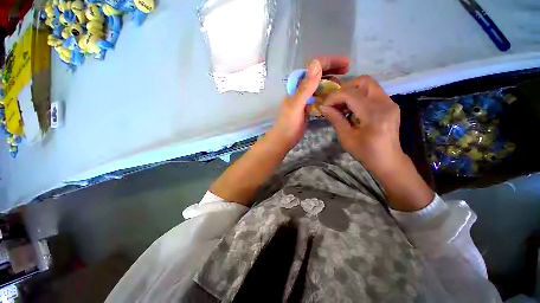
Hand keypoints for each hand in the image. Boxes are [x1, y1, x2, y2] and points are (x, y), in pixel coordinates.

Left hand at [268, 56, 350, 150]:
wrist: (283, 139)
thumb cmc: (288, 124)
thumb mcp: (296, 105)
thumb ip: (305, 87)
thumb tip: (316, 63)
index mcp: (297, 85)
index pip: (314, 67)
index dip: (330, 62)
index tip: (346, 63)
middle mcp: (302, 89)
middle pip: (318, 74)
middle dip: (333, 70)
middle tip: (348, 71)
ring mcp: (306, 98)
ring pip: (321, 86)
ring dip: (332, 83)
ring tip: (344, 87)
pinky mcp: (308, 107)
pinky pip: (320, 97)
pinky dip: (329, 95)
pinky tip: (337, 98)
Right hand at [320, 76, 403, 174]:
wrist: (388, 159)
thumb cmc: (365, 152)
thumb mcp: (346, 137)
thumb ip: (335, 119)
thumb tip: (324, 107)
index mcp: (373, 114)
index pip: (351, 94)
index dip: (334, 97)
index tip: (325, 106)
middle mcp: (385, 103)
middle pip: (363, 81)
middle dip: (345, 90)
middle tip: (337, 104)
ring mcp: (390, 102)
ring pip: (368, 85)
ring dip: (352, 93)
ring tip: (344, 108)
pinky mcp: (390, 104)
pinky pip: (372, 93)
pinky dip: (360, 97)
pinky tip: (354, 111)